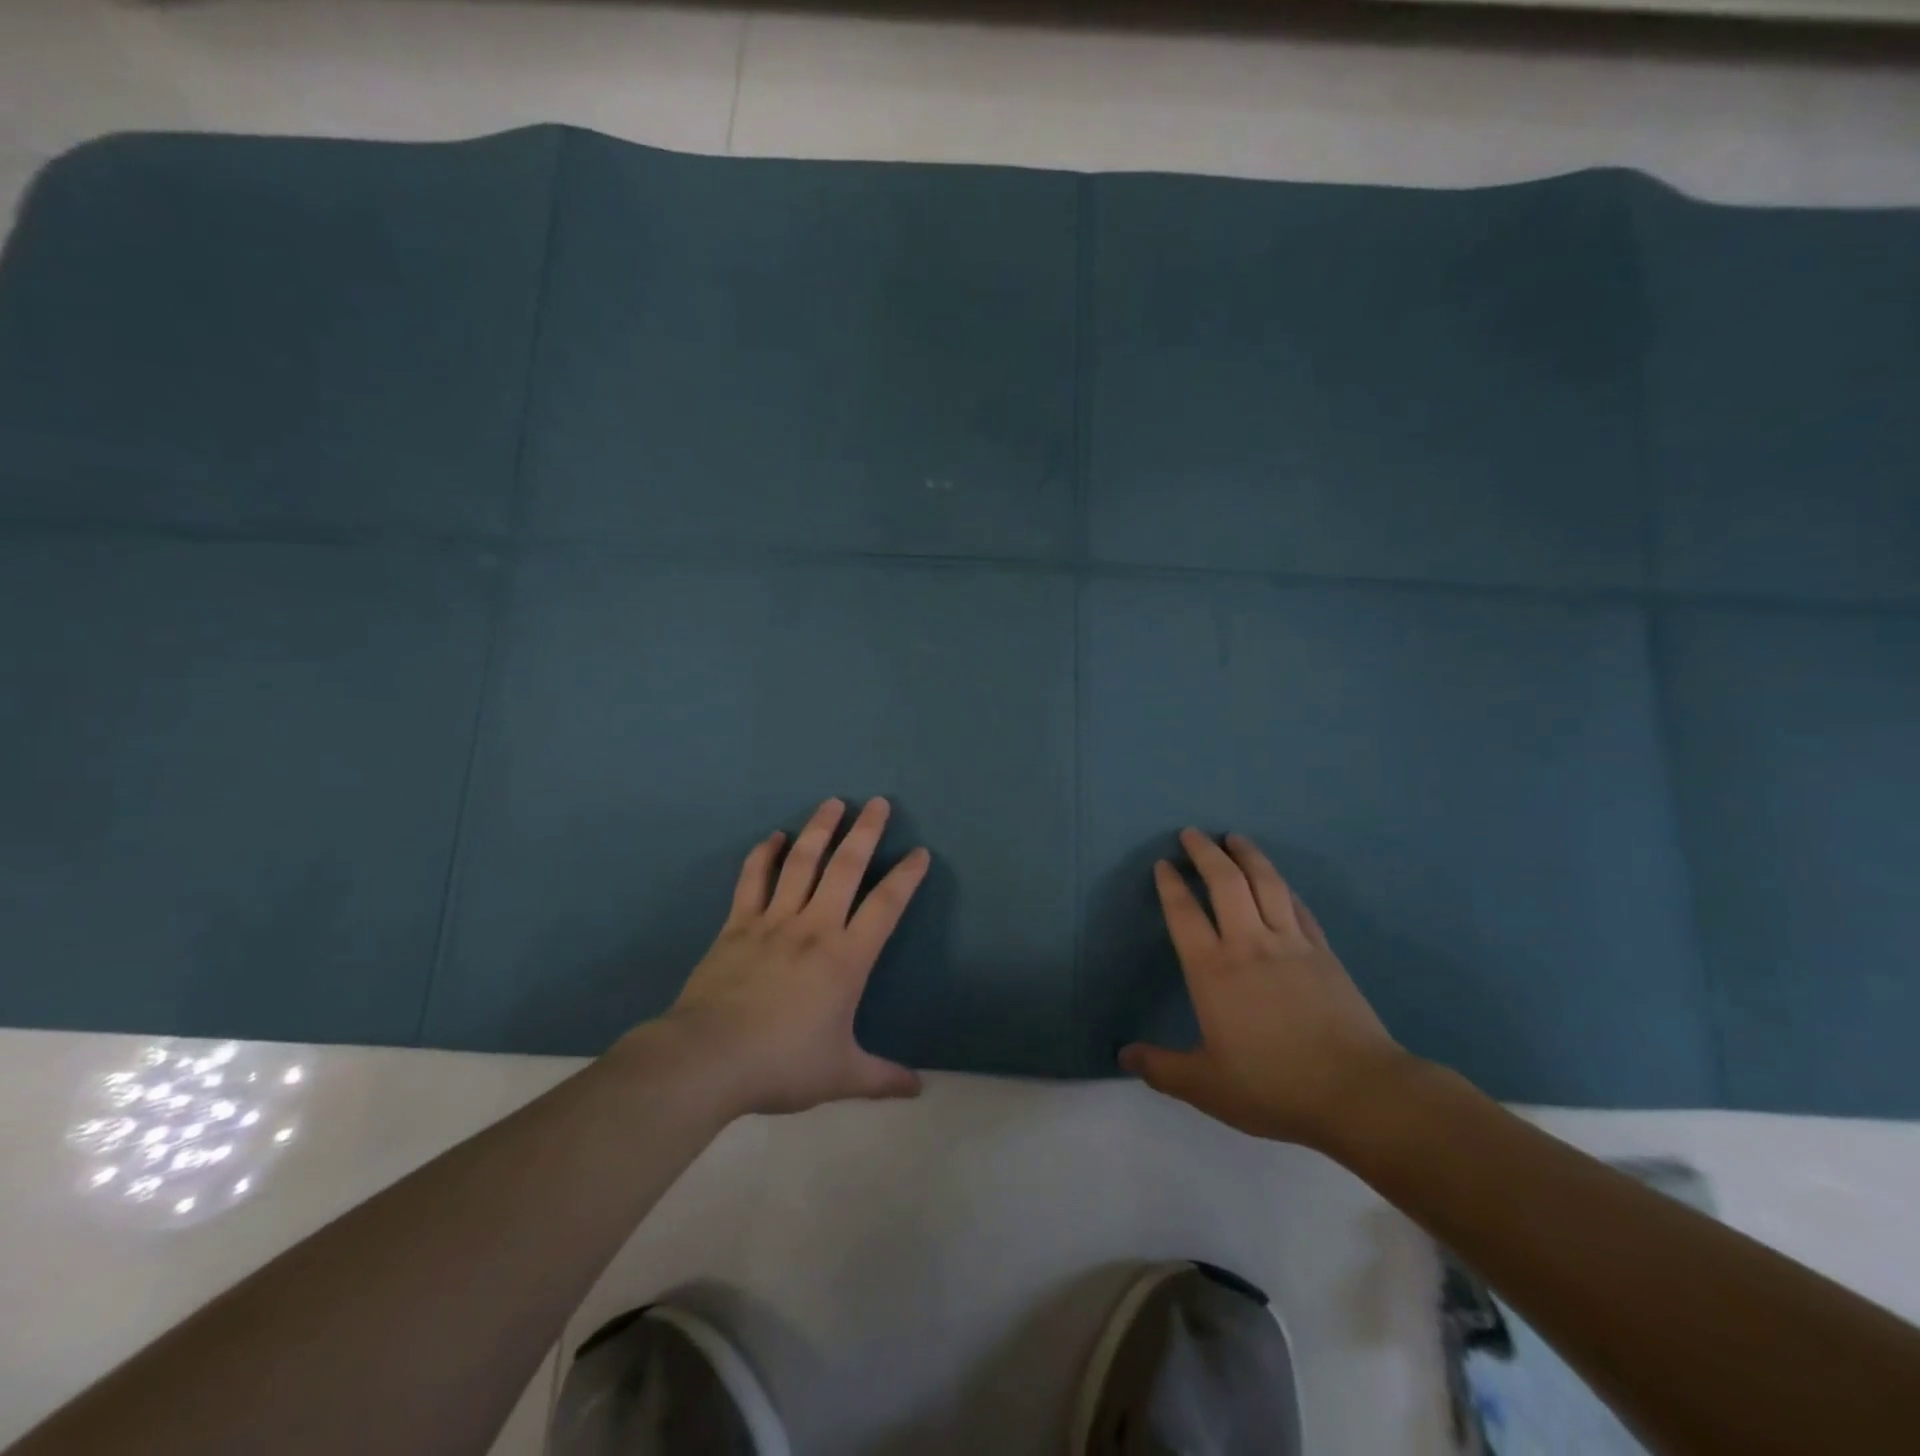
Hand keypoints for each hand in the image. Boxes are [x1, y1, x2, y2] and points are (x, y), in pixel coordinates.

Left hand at [647, 797, 928, 1115]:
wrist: (707, 1059)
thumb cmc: (781, 1064)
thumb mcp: (840, 1075)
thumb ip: (882, 1078)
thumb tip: (919, 1089)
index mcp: (847, 958)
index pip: (886, 905)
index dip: (906, 876)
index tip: (919, 853)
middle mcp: (815, 927)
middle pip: (846, 867)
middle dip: (866, 831)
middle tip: (877, 802)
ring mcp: (773, 921)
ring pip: (801, 862)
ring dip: (819, 829)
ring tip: (832, 803)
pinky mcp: (737, 924)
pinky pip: (753, 879)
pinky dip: (763, 854)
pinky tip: (773, 838)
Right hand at [1119, 829, 1411, 1150]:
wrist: (1357, 1092)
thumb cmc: (1273, 1086)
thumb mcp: (1206, 1086)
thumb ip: (1161, 1069)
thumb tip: (1123, 1056)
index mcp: (1213, 970)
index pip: (1184, 914)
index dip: (1171, 884)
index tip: (1164, 864)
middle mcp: (1248, 944)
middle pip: (1225, 883)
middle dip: (1206, 852)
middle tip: (1193, 833)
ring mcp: (1291, 944)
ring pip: (1266, 883)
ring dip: (1248, 855)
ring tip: (1235, 838)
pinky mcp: (1323, 952)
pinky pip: (1298, 907)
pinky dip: (1283, 886)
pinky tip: (1279, 881)